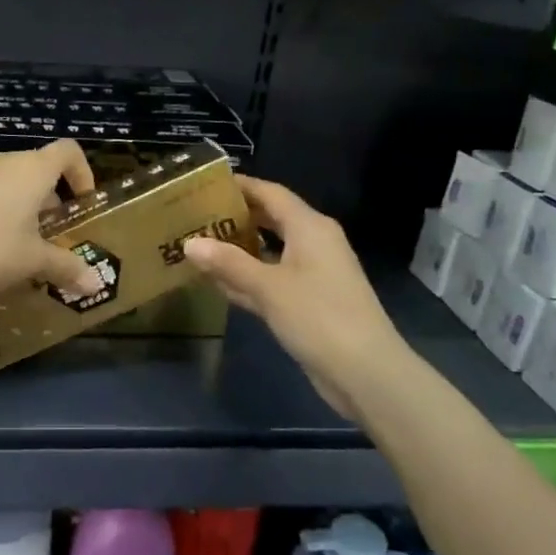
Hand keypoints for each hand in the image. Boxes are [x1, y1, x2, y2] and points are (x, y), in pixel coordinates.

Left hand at [0, 141, 105, 303]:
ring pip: (10, 182)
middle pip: (38, 168)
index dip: (82, 173)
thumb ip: (66, 268)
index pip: (68, 151)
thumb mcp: (33, 262)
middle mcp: (3, 162)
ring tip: (24, 244)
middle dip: (52, 199)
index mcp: (32, 169)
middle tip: (56, 234)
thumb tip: (96, 284)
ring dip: (23, 206)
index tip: (84, 203)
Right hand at [183, 176, 406, 406]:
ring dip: (238, 249)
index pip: (271, 193)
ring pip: (269, 251)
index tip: (206, 182)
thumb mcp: (268, 287)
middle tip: (196, 214)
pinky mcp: (307, 302)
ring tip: (198, 244)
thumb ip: (228, 263)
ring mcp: (312, 274)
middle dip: (236, 216)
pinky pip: (271, 279)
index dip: (241, 185)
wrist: (365, 372)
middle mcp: (313, 243)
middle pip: (270, 219)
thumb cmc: (318, 317)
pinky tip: (217, 282)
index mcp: (310, 228)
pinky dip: (247, 278)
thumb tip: (190, 242)